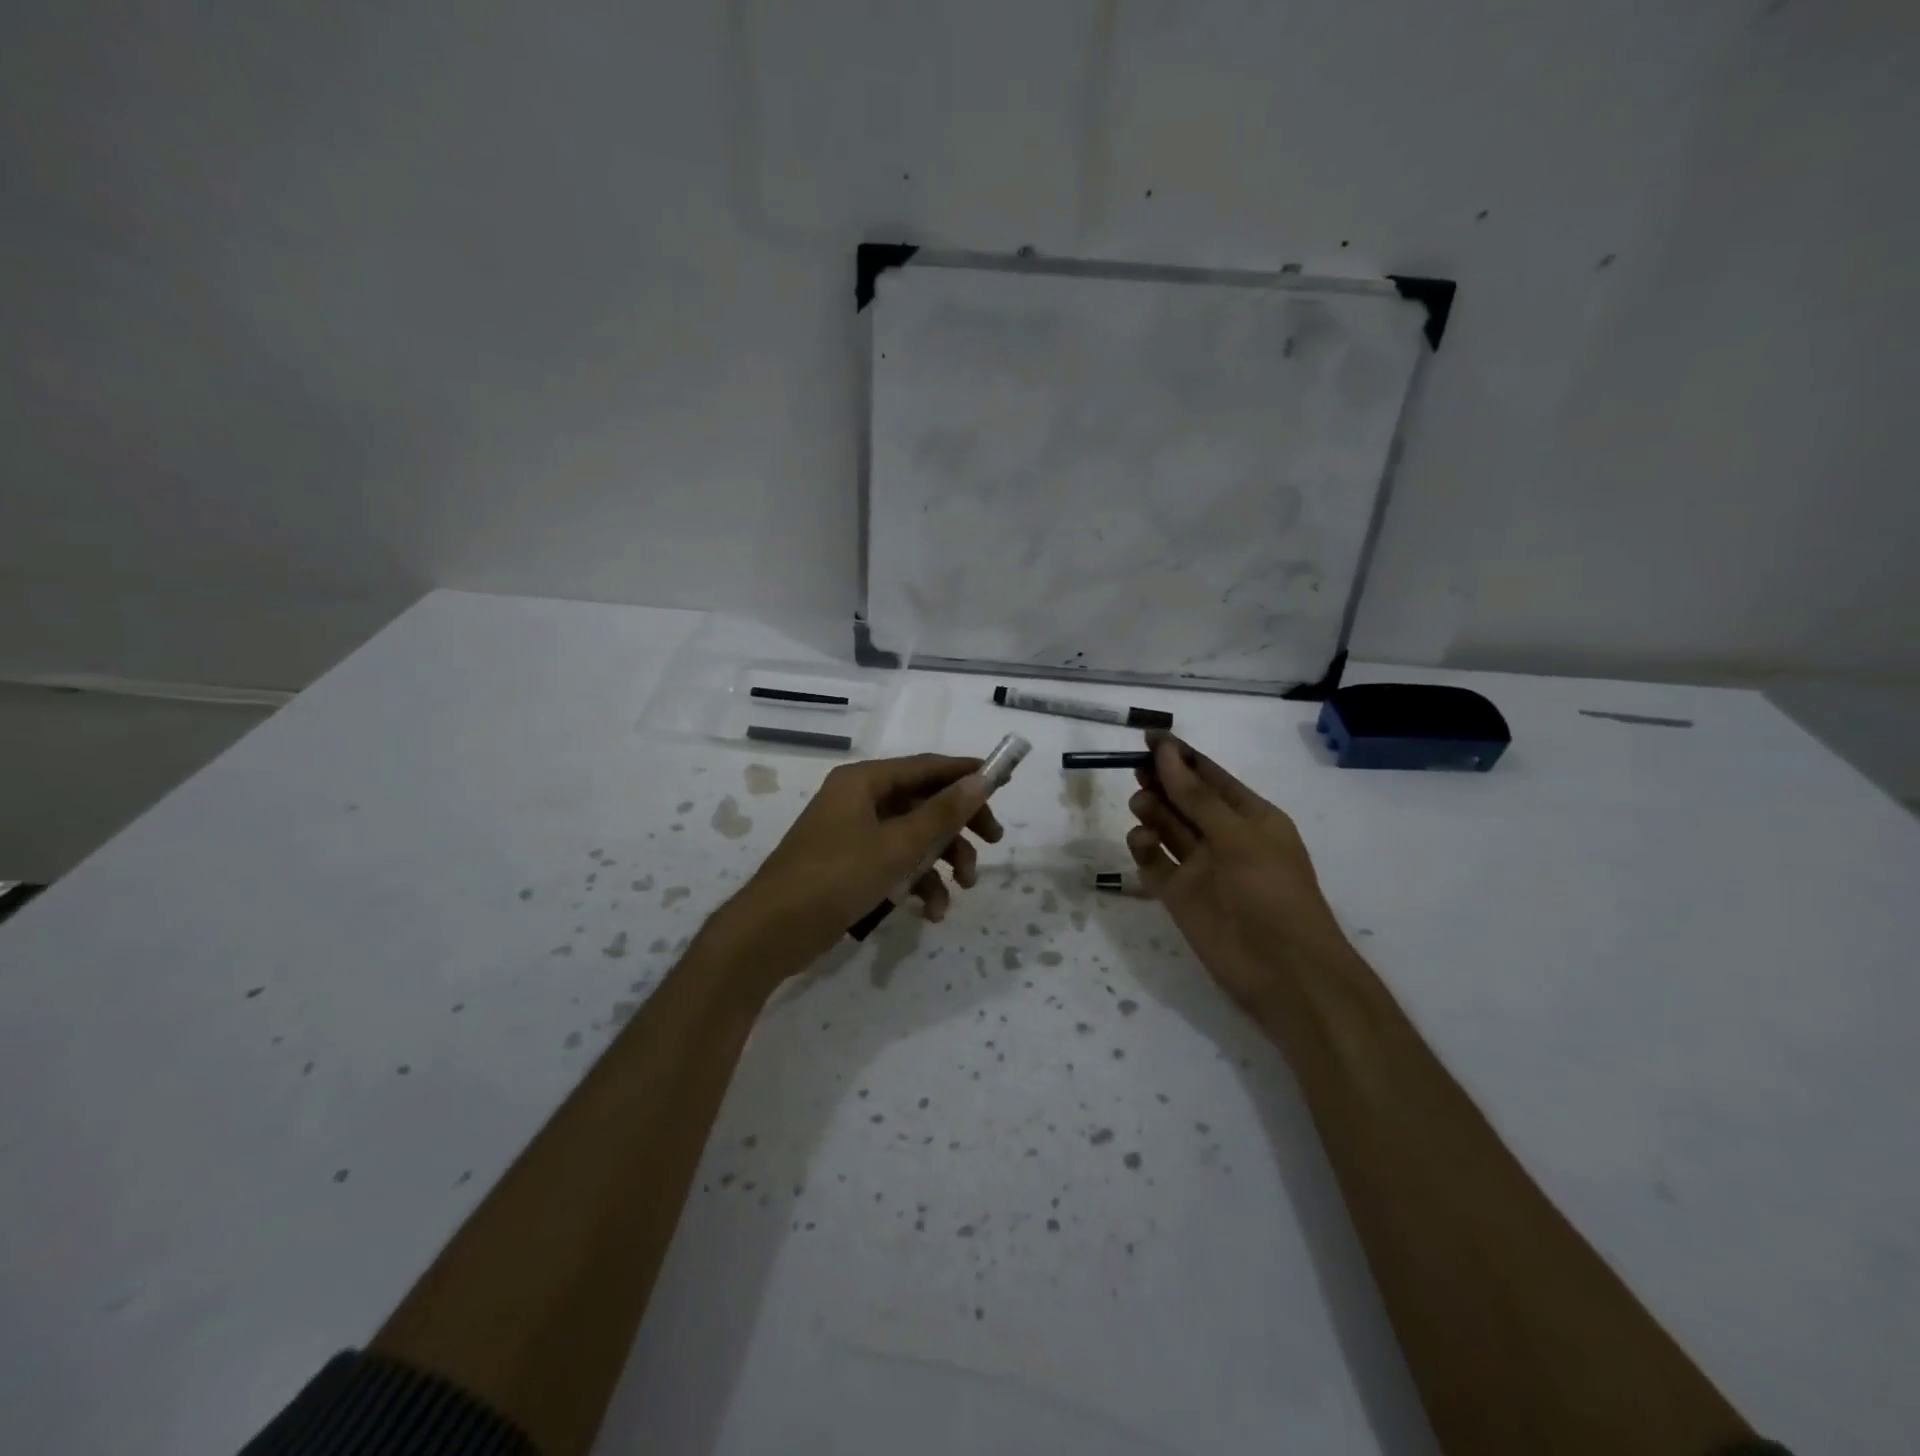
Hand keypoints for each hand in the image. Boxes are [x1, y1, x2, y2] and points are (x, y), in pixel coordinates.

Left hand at [719, 754, 1004, 980]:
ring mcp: (853, 834)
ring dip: (941, 861)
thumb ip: (941, 813)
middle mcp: (859, 800)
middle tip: (992, 842)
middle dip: (958, 826)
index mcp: (864, 782)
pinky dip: (916, 882)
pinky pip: (895, 862)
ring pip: (913, 837)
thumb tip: (981, 779)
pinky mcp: (851, 865)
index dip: (966, 774)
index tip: (1003, 784)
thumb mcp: (896, 846)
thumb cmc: (834, 878)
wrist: (769, 934)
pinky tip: (930, 912)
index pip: (926, 766)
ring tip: (961, 890)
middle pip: (923, 802)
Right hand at [1125, 733, 1354, 1013]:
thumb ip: (1197, 797)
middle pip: (1183, 799)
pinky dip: (1144, 848)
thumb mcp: (1239, 837)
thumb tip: (1165, 753)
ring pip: (1166, 826)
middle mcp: (1223, 837)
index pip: (1210, 777)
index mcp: (1251, 817)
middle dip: (1161, 782)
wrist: (1284, 973)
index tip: (1148, 737)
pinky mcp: (1178, 894)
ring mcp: (1200, 866)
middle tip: (1137, 771)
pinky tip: (1142, 843)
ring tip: (1142, 807)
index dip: (1180, 756)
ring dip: (1152, 811)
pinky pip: (1154, 861)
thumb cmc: (1273, 894)